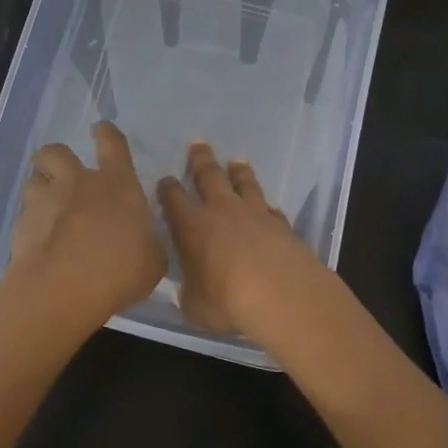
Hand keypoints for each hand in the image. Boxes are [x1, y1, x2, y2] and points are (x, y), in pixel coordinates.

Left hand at [7, 122, 166, 320]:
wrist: (64, 288)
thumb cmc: (119, 271)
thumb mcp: (152, 261)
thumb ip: (148, 245)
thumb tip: (145, 243)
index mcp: (117, 185)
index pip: (112, 144)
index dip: (107, 134)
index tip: (101, 130)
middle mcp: (78, 183)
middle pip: (56, 151)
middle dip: (57, 159)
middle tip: (62, 176)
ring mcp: (46, 201)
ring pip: (34, 180)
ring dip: (41, 191)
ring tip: (47, 212)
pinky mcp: (21, 224)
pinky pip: (24, 215)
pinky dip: (30, 225)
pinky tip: (38, 244)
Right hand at [158, 140, 332, 339]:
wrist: (283, 295)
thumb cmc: (227, 301)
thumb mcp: (195, 305)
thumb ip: (190, 291)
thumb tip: (189, 289)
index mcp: (192, 227)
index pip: (173, 199)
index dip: (167, 189)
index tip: (165, 180)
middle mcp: (222, 211)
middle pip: (209, 176)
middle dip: (201, 159)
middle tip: (198, 142)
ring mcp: (256, 214)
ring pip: (245, 184)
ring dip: (239, 172)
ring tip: (237, 161)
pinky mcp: (283, 225)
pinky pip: (271, 210)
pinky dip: (267, 208)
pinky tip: (269, 208)